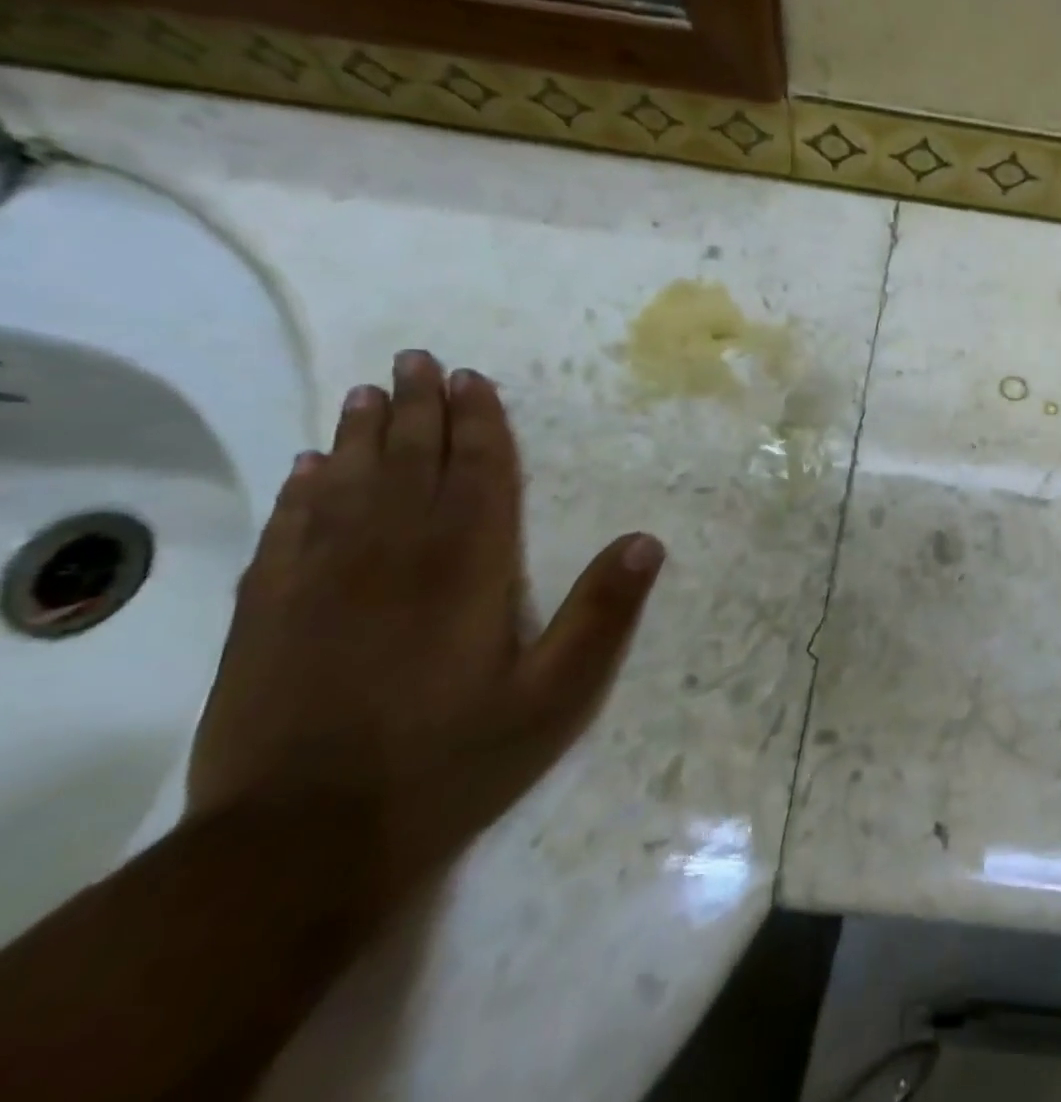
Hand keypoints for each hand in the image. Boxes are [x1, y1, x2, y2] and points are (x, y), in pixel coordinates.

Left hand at [189, 352, 664, 908]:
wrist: (298, 845)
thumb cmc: (449, 762)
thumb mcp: (554, 698)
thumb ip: (602, 615)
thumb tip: (648, 541)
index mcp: (467, 566)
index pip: (478, 474)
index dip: (480, 423)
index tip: (473, 379)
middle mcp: (394, 554)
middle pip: (410, 462)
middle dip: (418, 407)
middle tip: (417, 360)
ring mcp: (321, 581)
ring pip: (346, 484)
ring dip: (360, 435)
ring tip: (368, 394)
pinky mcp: (267, 614)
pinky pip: (288, 531)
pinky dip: (300, 492)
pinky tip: (306, 470)